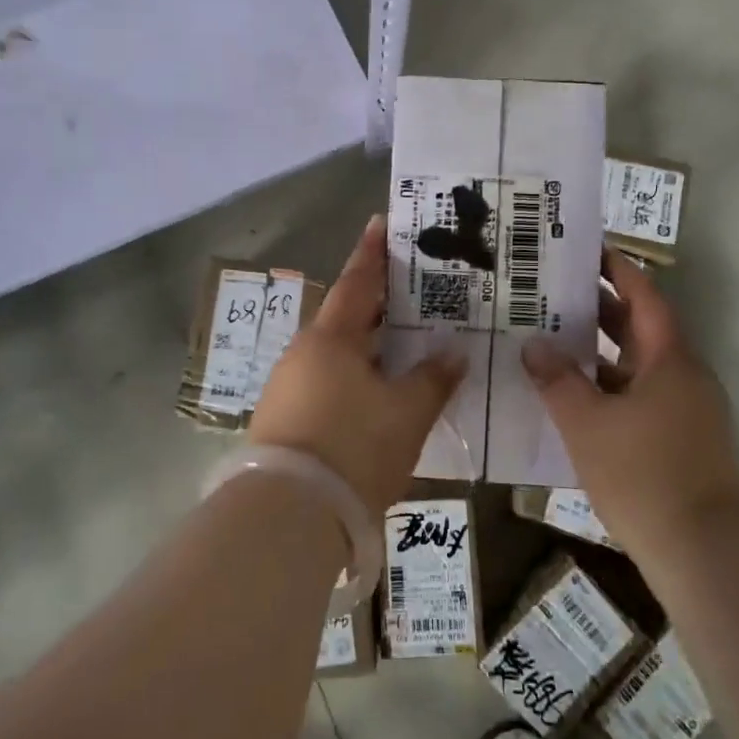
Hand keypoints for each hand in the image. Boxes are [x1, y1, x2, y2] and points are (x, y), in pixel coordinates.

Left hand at [250, 215, 465, 515]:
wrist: (288, 515)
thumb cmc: (354, 449)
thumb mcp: (406, 414)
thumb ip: (433, 378)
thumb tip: (453, 352)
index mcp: (332, 338)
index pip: (358, 281)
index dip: (373, 252)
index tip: (381, 223)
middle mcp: (305, 353)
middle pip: (347, 316)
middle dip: (378, 302)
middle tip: (413, 288)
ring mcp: (289, 386)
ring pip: (337, 352)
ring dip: (368, 344)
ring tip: (403, 341)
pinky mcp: (285, 418)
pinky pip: (327, 381)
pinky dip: (355, 375)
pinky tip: (376, 391)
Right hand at [522, 249, 738, 560]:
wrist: (708, 555)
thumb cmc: (645, 475)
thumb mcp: (587, 424)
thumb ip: (557, 380)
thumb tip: (534, 344)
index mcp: (670, 358)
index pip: (643, 296)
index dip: (616, 268)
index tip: (584, 248)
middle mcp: (683, 376)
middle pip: (639, 328)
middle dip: (598, 308)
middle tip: (551, 291)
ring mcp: (686, 411)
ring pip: (636, 366)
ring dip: (599, 352)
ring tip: (551, 338)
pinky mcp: (680, 442)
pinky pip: (638, 397)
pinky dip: (606, 388)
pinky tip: (571, 398)